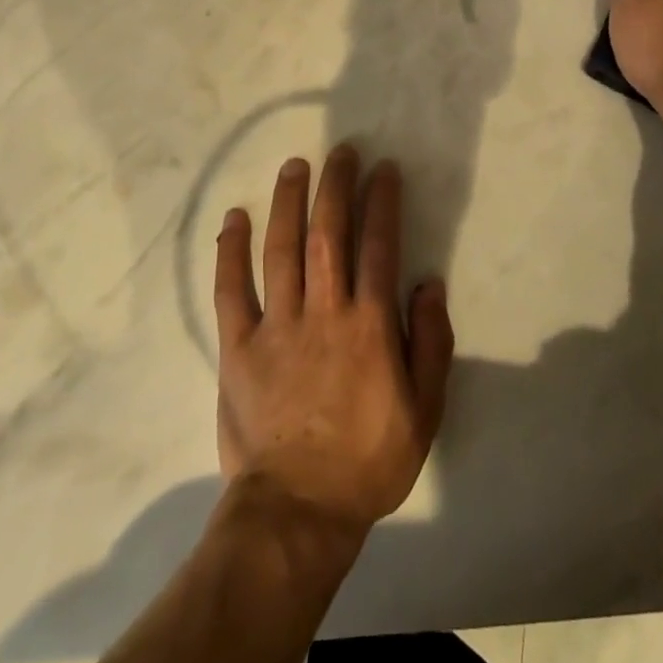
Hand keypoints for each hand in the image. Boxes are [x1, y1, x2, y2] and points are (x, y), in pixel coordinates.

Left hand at [213, 145, 454, 533]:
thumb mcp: (425, 410)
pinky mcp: (238, 346)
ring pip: (281, 249)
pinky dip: (230, 250)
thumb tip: (429, 284)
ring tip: (294, 165)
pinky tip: (234, 217)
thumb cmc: (368, 460)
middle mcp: (324, 312)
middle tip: (340, 150)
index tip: (383, 169)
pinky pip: (231, 289)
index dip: (381, 201)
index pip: (378, 245)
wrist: (298, 511)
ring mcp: (277, 325)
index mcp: (369, 325)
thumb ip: (431, 343)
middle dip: (335, 186)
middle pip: (328, 233)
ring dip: (288, 201)